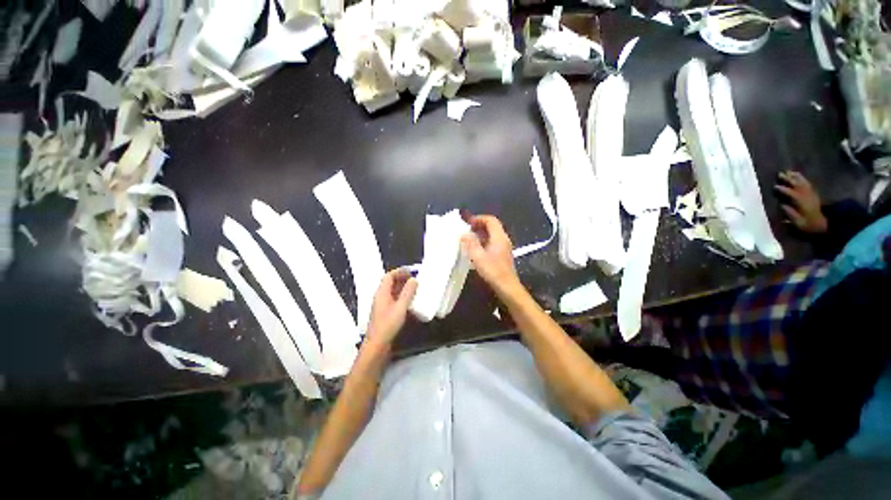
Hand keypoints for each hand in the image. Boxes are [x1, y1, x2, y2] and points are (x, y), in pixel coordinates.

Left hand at [366, 269, 417, 346]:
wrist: (377, 345)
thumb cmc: (388, 324)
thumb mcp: (401, 307)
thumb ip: (408, 292)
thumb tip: (414, 280)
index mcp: (382, 293)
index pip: (389, 276)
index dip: (399, 271)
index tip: (411, 271)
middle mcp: (381, 297)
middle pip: (390, 283)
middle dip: (402, 279)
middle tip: (415, 279)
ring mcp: (382, 305)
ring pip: (392, 291)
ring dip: (403, 288)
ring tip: (415, 288)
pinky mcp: (385, 313)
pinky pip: (394, 299)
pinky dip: (402, 297)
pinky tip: (410, 301)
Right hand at [460, 214, 519, 293]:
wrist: (507, 287)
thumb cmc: (493, 271)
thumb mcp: (478, 256)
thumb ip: (470, 243)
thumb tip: (464, 234)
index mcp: (499, 237)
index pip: (490, 220)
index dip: (479, 219)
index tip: (468, 223)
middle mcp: (503, 239)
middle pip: (492, 226)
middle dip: (479, 226)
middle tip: (467, 231)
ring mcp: (504, 247)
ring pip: (492, 235)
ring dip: (481, 235)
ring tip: (469, 240)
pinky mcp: (503, 255)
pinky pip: (493, 242)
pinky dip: (484, 242)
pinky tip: (476, 250)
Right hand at [775, 171, 827, 233]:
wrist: (824, 224)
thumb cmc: (809, 224)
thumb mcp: (799, 223)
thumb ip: (791, 214)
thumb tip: (782, 205)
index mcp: (803, 203)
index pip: (792, 194)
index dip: (784, 190)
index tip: (775, 186)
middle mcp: (807, 196)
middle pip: (798, 185)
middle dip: (789, 179)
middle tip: (780, 174)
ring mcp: (811, 194)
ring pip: (803, 182)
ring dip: (795, 176)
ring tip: (788, 172)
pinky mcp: (813, 194)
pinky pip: (807, 183)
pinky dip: (802, 178)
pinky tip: (797, 175)